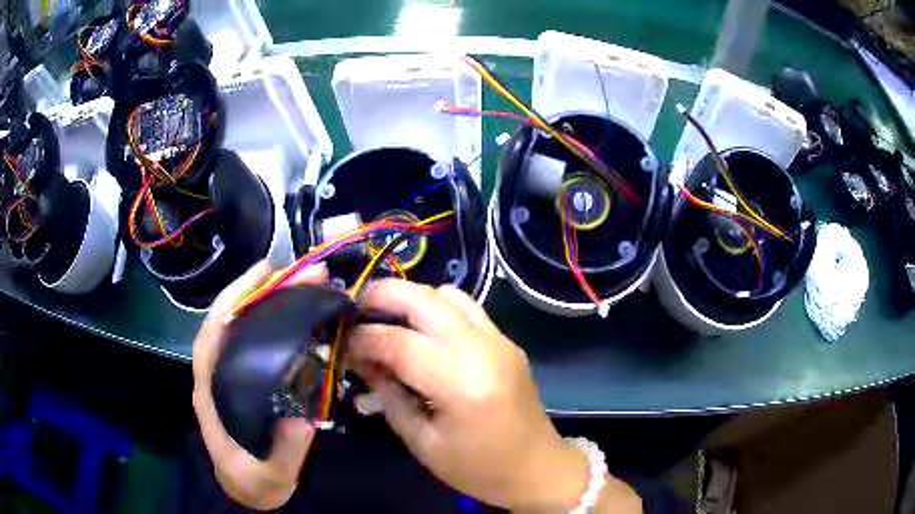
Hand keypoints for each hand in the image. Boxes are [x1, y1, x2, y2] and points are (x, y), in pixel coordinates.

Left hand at [192, 261, 327, 510]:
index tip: (265, 273)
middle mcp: (218, 374)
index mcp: (211, 390)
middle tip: (303, 272)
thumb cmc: (253, 482)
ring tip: (307, 284)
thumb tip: (301, 421)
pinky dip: (277, 322)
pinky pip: (258, 341)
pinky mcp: (248, 379)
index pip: (214, 333)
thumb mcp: (269, 477)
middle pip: (231, 320)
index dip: (235, 299)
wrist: (249, 492)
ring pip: (244, 326)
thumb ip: (283, 454)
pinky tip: (302, 316)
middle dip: (262, 290)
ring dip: (272, 301)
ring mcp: (233, 375)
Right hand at [347, 280, 640, 511]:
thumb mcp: (422, 442)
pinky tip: (420, 330)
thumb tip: (358, 358)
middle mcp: (483, 349)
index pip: (398, 342)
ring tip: (383, 318)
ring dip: (409, 297)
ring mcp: (499, 340)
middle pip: (423, 298)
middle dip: (380, 295)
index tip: (338, 342)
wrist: (537, 468)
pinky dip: (435, 307)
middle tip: (352, 310)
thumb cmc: (478, 469)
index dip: (361, 339)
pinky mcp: (505, 341)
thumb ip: (388, 395)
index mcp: (461, 383)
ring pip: (446, 294)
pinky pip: (466, 307)